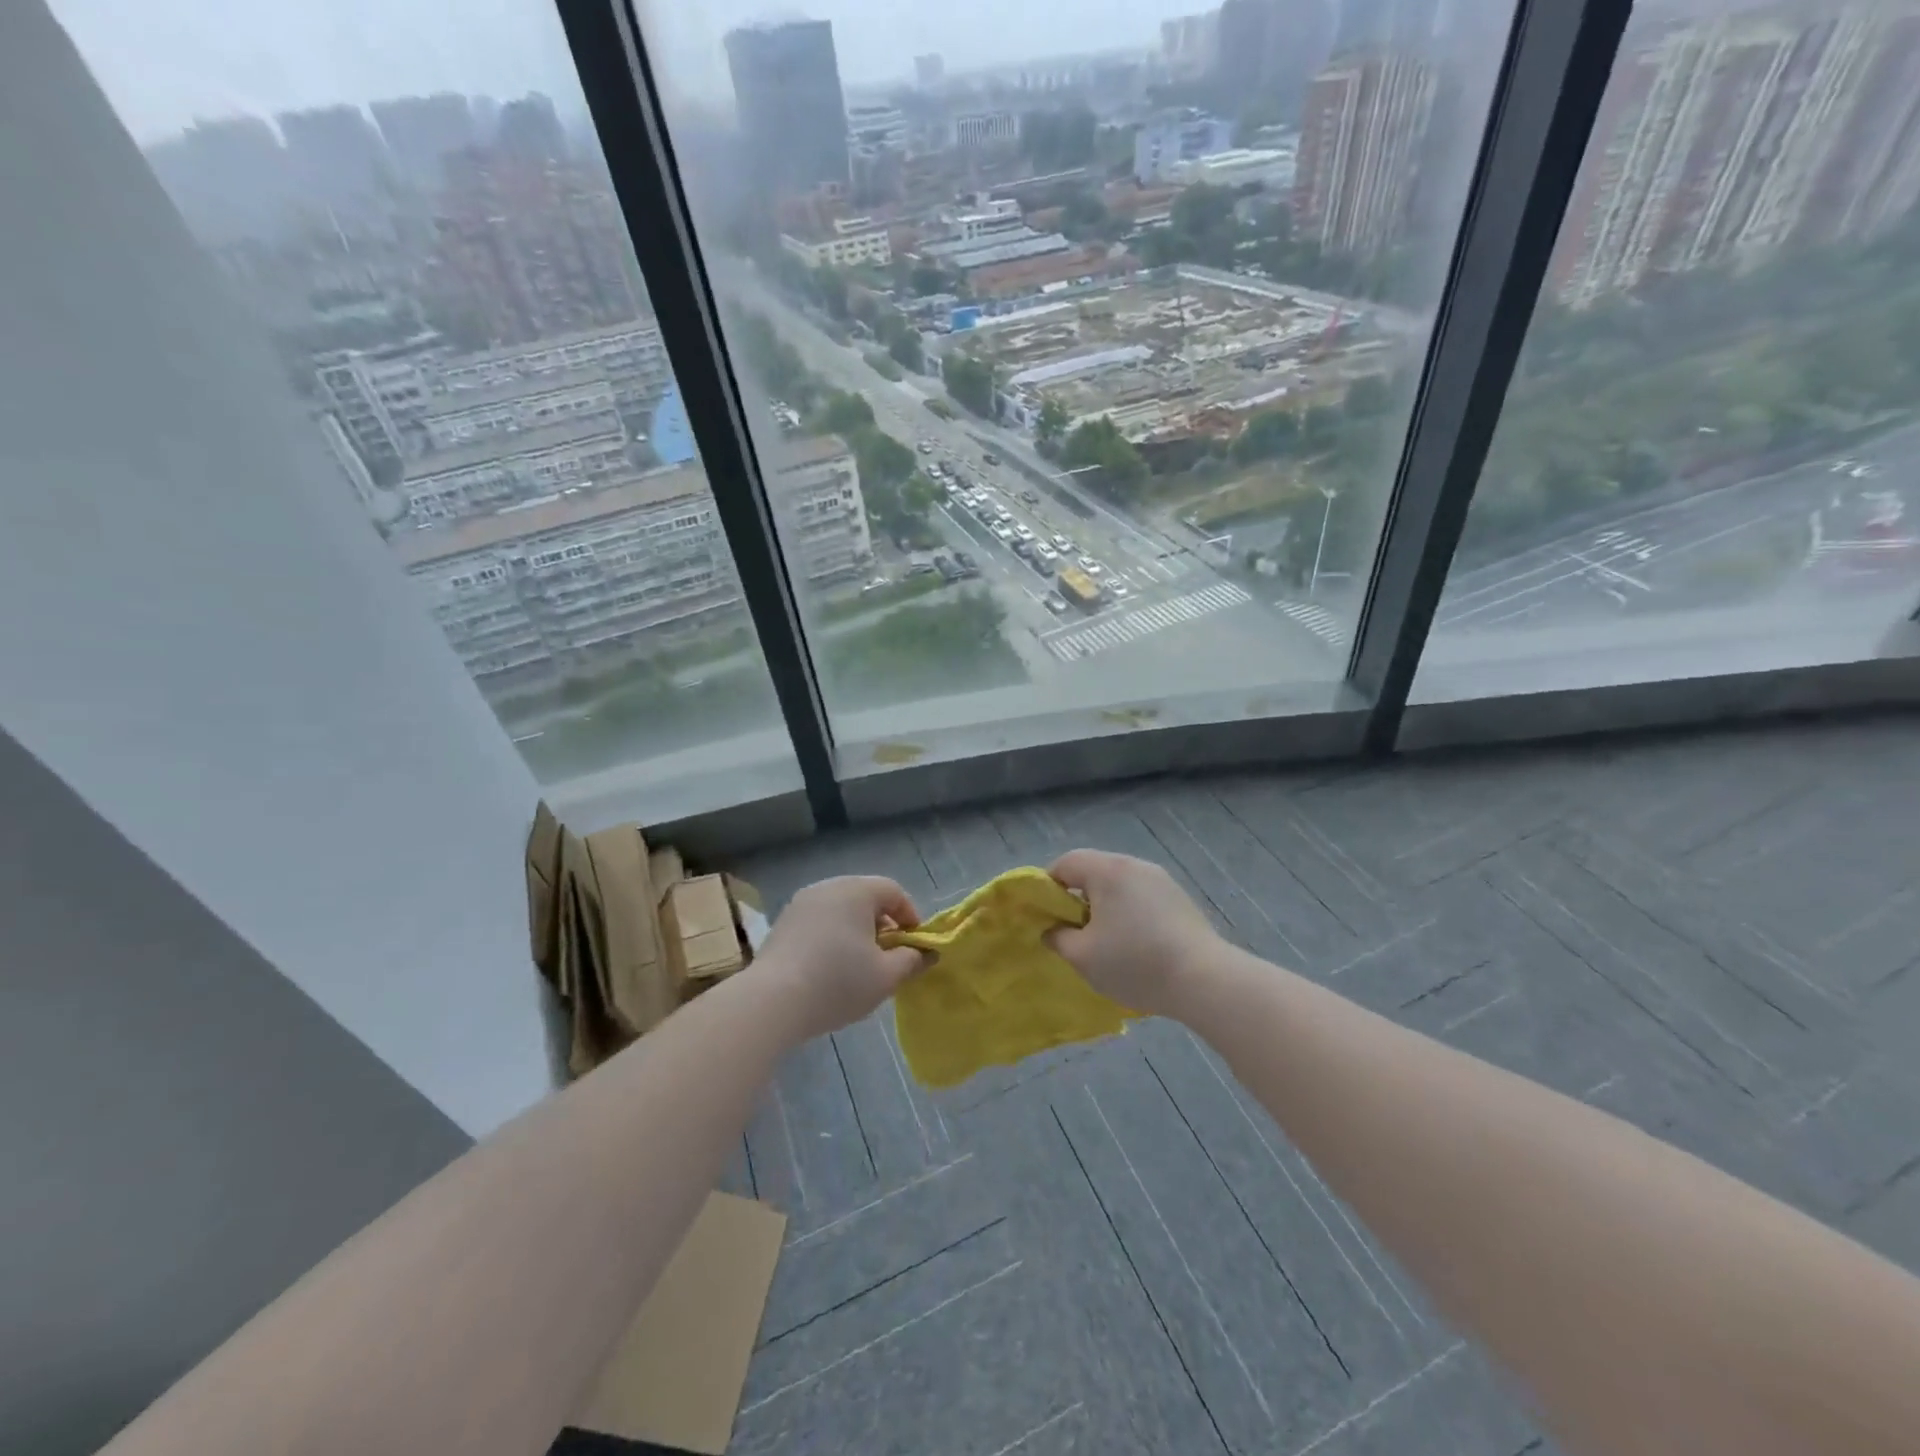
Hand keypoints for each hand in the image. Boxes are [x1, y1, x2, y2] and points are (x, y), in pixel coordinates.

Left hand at [755, 876, 926, 1040]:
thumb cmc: (838, 982)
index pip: (893, 891)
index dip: (910, 916)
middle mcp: (828, 887)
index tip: (914, 945)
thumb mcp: (886, 977)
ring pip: (840, 910)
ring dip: (856, 931)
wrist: (771, 1002)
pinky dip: (832, 937)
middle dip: (883, 924)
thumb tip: (926, 953)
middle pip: (865, 897)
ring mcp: (801, 904)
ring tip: (860, 965)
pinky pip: (819, 922)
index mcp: (856, 891)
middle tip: (889, 956)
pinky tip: (830, 969)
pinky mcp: (782, 924)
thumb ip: (912, 961)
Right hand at [1047, 849, 1222, 1017]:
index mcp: (1107, 871)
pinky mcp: (1179, 898)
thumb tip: (1052, 929)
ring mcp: (1161, 880)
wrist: (1204, 980)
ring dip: (1104, 905)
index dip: (1047, 886)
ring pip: (1119, 884)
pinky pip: (1141, 896)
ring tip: (1104, 940)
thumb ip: (1058, 937)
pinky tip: (1135, 943)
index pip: (1065, 863)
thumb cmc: (1135, 963)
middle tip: (1072, 930)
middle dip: (1077, 897)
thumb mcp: (1082, 957)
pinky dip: (1129, 912)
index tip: (1045, 915)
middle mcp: (1134, 865)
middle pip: (1093, 870)